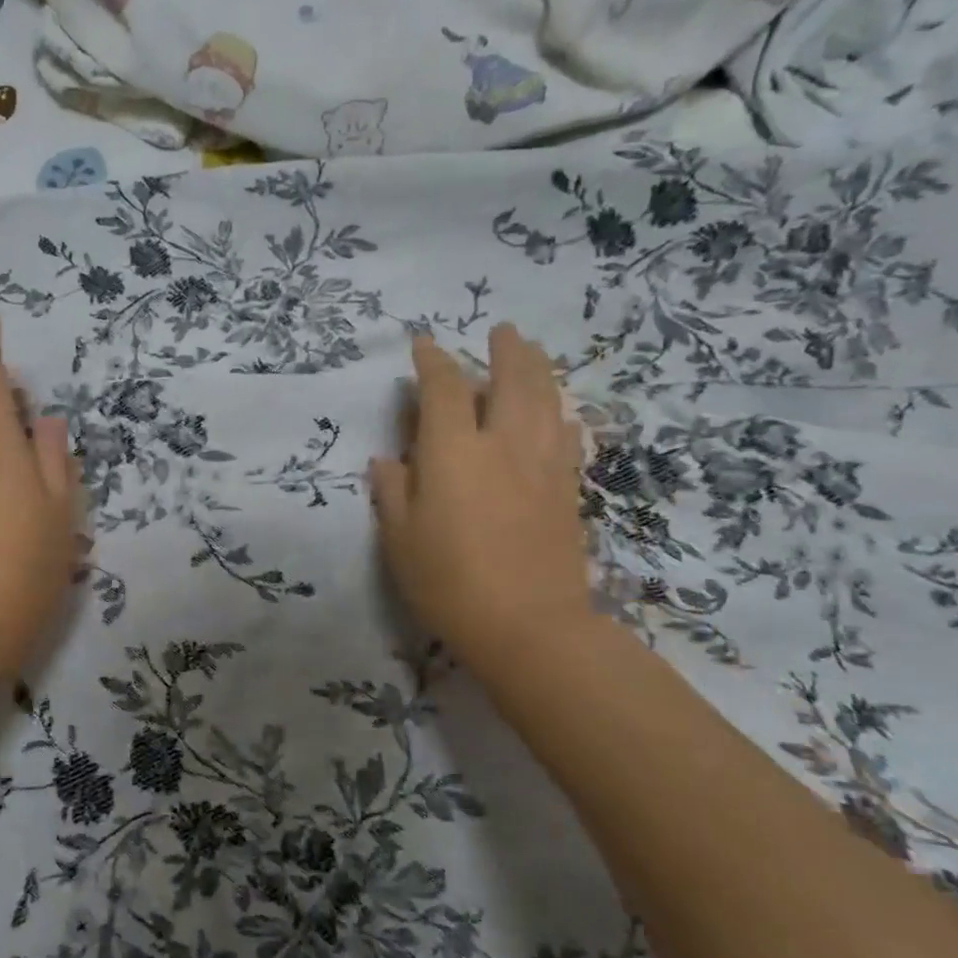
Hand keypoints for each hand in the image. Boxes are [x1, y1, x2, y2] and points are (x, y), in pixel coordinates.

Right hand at [370, 325, 591, 678]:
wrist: (529, 626)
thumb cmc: (449, 582)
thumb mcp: (399, 539)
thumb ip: (393, 491)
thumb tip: (388, 459)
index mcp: (454, 451)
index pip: (444, 389)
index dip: (433, 362)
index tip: (424, 344)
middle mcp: (503, 444)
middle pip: (513, 380)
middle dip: (506, 350)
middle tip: (502, 331)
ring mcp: (543, 465)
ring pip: (548, 400)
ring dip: (539, 370)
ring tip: (533, 353)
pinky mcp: (568, 490)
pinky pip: (567, 436)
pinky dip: (560, 414)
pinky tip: (558, 415)